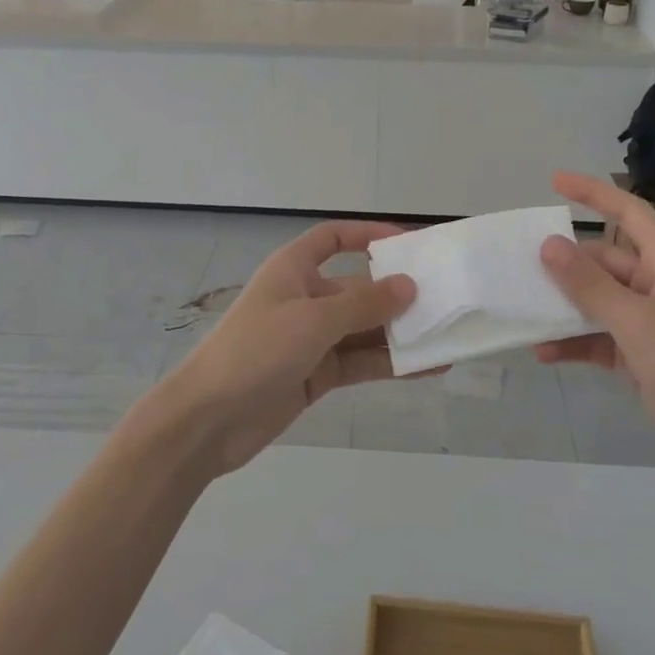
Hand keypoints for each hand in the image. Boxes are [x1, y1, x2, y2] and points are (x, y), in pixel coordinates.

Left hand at [149, 222, 419, 473]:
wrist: (209, 420)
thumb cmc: (256, 350)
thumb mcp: (313, 320)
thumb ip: (364, 305)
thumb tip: (408, 286)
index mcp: (294, 269)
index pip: (333, 239)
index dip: (367, 235)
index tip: (407, 243)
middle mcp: (305, 298)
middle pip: (358, 288)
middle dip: (397, 295)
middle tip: (445, 300)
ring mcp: (311, 339)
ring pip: (364, 329)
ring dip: (399, 334)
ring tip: (446, 337)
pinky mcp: (316, 374)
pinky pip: (360, 362)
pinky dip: (389, 364)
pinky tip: (426, 368)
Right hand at [537, 170, 654, 482]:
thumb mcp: (638, 322)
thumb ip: (590, 285)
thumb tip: (548, 244)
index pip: (630, 214)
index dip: (595, 193)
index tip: (555, 182)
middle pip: (602, 262)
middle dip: (564, 264)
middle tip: (518, 266)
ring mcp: (645, 323)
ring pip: (594, 301)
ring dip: (562, 306)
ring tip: (521, 308)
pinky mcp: (637, 355)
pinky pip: (595, 338)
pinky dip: (571, 343)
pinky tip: (542, 352)